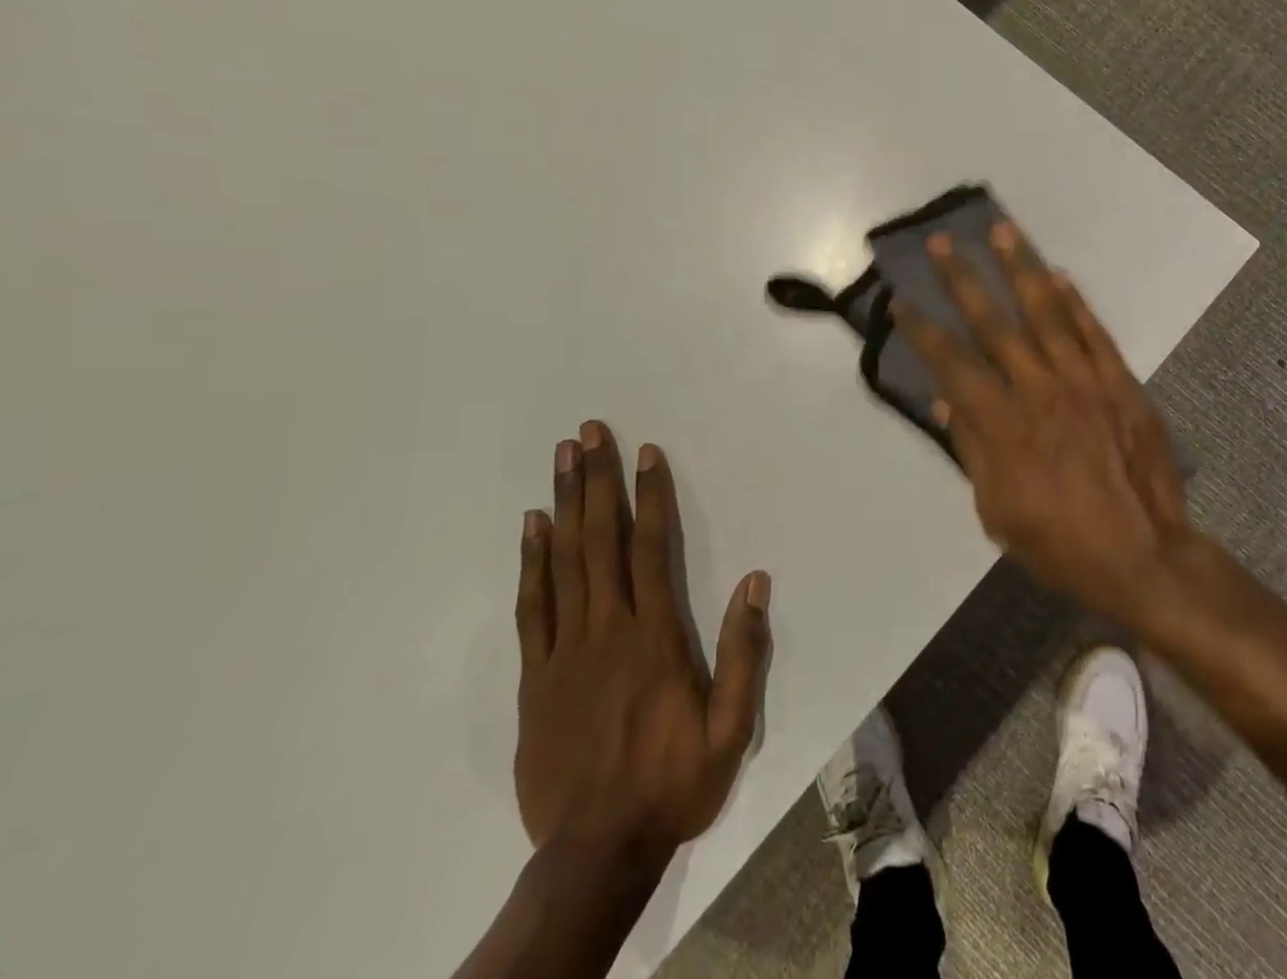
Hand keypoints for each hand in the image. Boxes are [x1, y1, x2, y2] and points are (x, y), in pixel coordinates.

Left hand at [513, 421, 770, 861]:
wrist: (596, 853)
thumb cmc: (673, 783)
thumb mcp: (730, 728)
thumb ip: (744, 652)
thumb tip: (755, 581)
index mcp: (655, 636)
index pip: (652, 548)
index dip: (650, 496)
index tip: (646, 453)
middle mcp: (608, 629)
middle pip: (601, 540)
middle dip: (597, 480)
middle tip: (590, 432)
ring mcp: (565, 651)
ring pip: (564, 561)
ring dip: (563, 503)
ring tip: (562, 458)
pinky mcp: (534, 678)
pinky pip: (531, 608)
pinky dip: (531, 562)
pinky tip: (531, 527)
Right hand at [894, 224, 1189, 627]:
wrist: (1144, 557)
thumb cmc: (1060, 543)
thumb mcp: (997, 510)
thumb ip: (973, 449)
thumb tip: (948, 401)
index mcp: (1002, 423)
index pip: (952, 363)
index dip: (923, 329)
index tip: (903, 299)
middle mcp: (1038, 389)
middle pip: (994, 323)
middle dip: (964, 279)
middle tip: (943, 241)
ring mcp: (1085, 381)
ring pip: (1047, 313)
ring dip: (1021, 268)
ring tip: (1002, 231)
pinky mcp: (1121, 384)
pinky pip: (1094, 333)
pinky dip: (1076, 303)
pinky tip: (1060, 275)